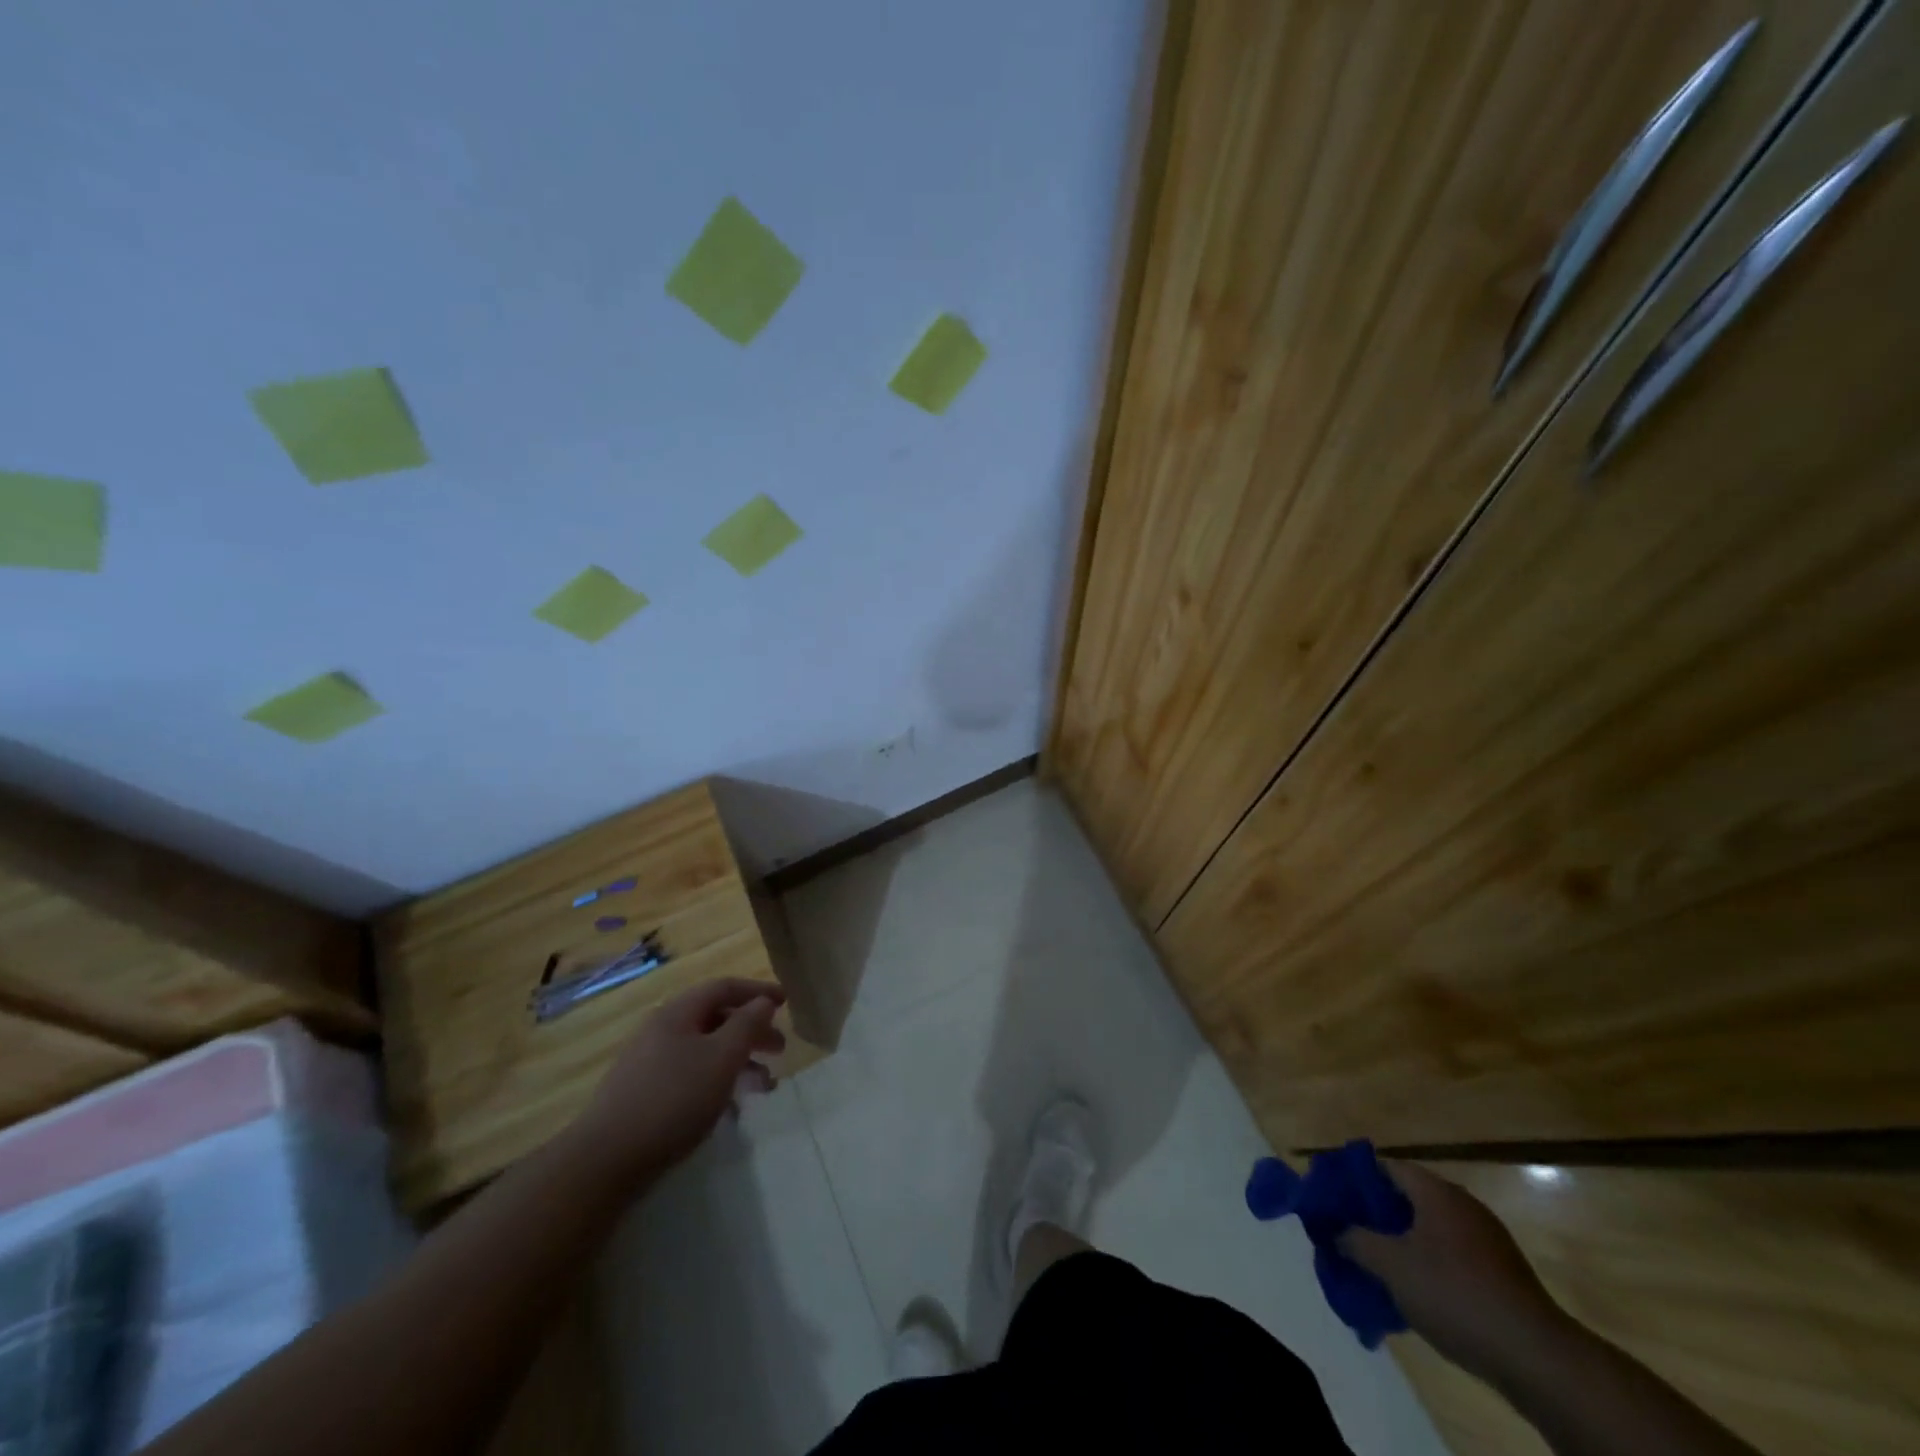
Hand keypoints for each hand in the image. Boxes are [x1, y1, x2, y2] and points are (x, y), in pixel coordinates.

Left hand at [569, 978, 786, 1184]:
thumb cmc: (673, 1099)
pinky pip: (690, 1074)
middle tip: (780, 1049)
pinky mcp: (643, 1094)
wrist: (605, 1161)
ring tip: (763, 1087)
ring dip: (738, 1061)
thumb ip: (747, 1025)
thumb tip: (763, 1002)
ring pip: (704, 1050)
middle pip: (715, 1018)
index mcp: (678, 1012)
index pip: (724, 987)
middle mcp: (661, 1029)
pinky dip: (716, 1081)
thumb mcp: (722, 1058)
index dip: (757, 991)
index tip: (786, 1002)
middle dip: (751, 1031)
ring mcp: (648, 1062)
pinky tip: (730, 1108)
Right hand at [1340, 1160, 1566, 1381]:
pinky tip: (1413, 1288)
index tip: (1330, 1194)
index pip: (1385, 1166)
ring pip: (1429, 1228)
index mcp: (1436, 1191)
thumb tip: (1335, 1230)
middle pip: (1407, 1196)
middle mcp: (1462, 1204)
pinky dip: (1427, 1262)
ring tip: (1374, 1261)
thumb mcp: (1391, 1266)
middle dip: (1375, 1212)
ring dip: (1401, 1240)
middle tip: (1347, 1229)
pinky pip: (1451, 1254)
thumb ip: (1355, 1240)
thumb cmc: (1455, 1294)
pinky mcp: (1501, 1273)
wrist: (1538, 1358)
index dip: (1354, 1177)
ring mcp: (1487, 1239)